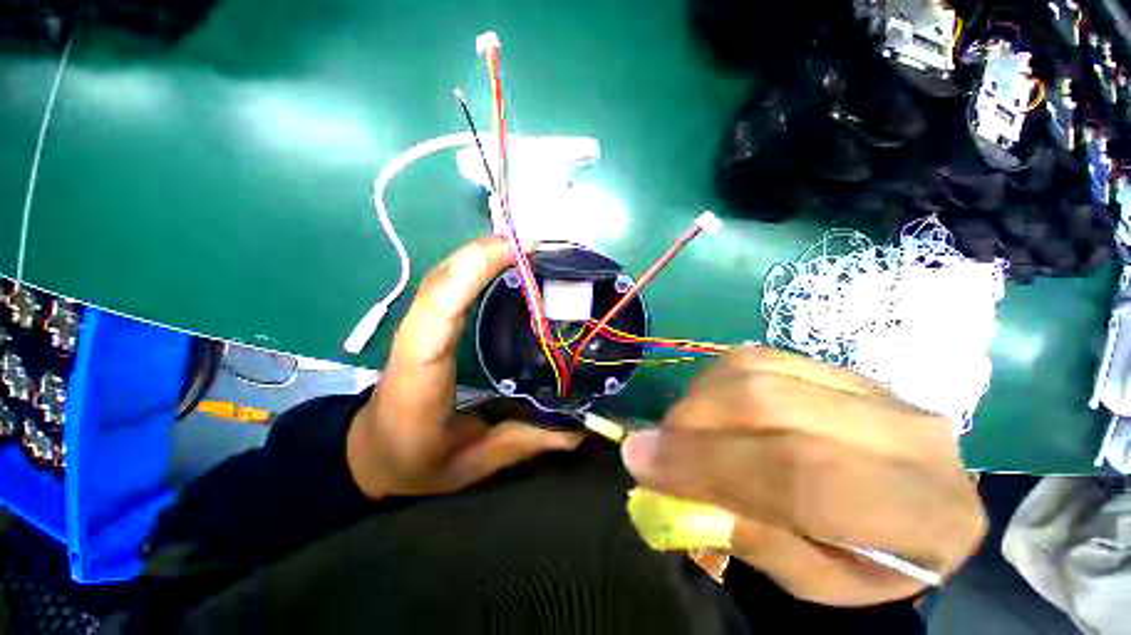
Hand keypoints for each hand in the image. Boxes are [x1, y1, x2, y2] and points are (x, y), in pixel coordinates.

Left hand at [346, 237, 581, 499]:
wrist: (369, 453)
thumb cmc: (414, 460)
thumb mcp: (471, 462)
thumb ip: (524, 442)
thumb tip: (577, 433)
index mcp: (422, 372)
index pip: (440, 307)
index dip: (476, 269)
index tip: (520, 251)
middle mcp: (415, 339)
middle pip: (443, 279)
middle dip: (486, 251)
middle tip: (537, 243)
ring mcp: (419, 328)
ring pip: (444, 276)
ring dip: (481, 253)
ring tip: (525, 248)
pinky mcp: (428, 326)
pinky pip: (448, 286)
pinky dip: (473, 266)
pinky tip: (502, 264)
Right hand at [621, 347, 985, 605]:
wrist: (918, 498)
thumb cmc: (871, 557)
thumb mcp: (818, 582)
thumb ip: (753, 539)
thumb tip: (668, 485)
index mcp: (922, 510)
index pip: (802, 475)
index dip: (710, 465)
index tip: (643, 464)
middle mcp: (904, 432)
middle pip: (770, 406)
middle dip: (693, 426)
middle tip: (651, 446)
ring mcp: (866, 385)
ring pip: (755, 371)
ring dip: (698, 399)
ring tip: (679, 430)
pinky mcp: (830, 364)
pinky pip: (753, 357)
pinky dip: (713, 381)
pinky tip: (707, 406)